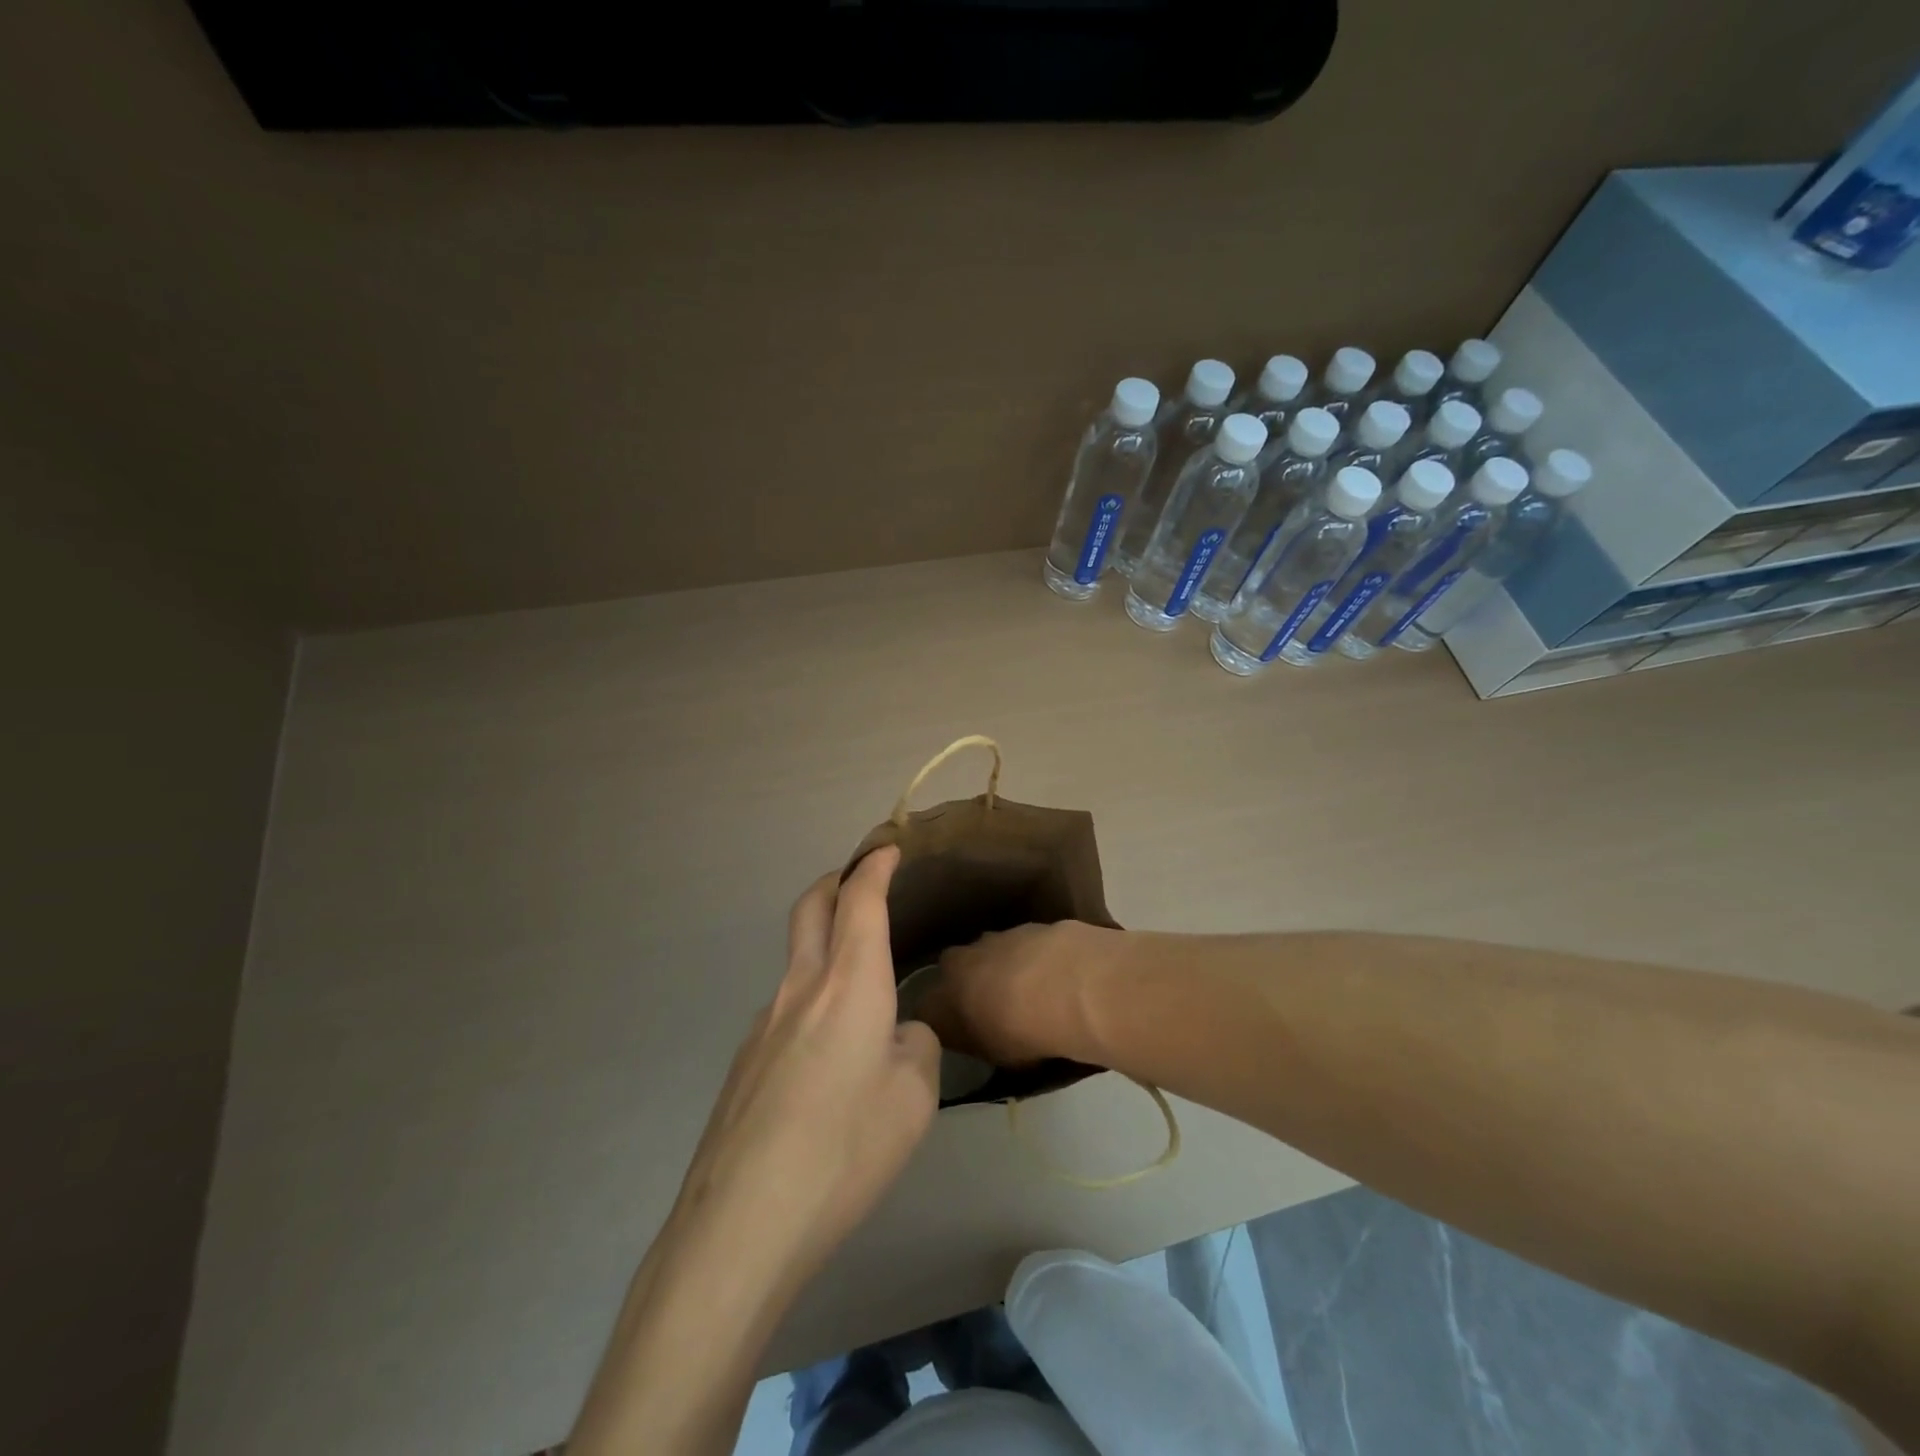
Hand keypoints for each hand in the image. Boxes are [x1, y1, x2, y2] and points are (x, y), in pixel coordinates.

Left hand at [570, 850, 940, 1455]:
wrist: (741, 1223)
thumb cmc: (844, 1151)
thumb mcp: (914, 1100)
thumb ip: (915, 1048)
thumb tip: (898, 1034)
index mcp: (849, 985)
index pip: (861, 901)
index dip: (875, 868)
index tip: (887, 850)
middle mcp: (801, 989)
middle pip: (810, 908)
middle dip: (835, 882)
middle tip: (858, 880)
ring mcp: (763, 1023)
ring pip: (795, 959)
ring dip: (822, 945)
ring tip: (857, 987)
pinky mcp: (744, 1061)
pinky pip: (785, 1008)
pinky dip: (811, 1000)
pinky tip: (826, 1058)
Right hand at [921, 920, 1111, 1069]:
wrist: (1061, 987)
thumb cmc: (1020, 1035)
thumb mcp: (994, 1055)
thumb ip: (980, 1041)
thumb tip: (982, 1036)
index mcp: (941, 1000)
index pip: (926, 1010)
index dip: (940, 1019)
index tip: (957, 1030)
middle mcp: (957, 964)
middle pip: (953, 971)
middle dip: (968, 983)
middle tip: (991, 1003)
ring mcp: (991, 939)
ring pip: (987, 952)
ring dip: (1000, 966)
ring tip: (1028, 988)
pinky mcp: (1024, 926)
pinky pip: (1020, 944)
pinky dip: (1030, 956)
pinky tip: (1052, 972)